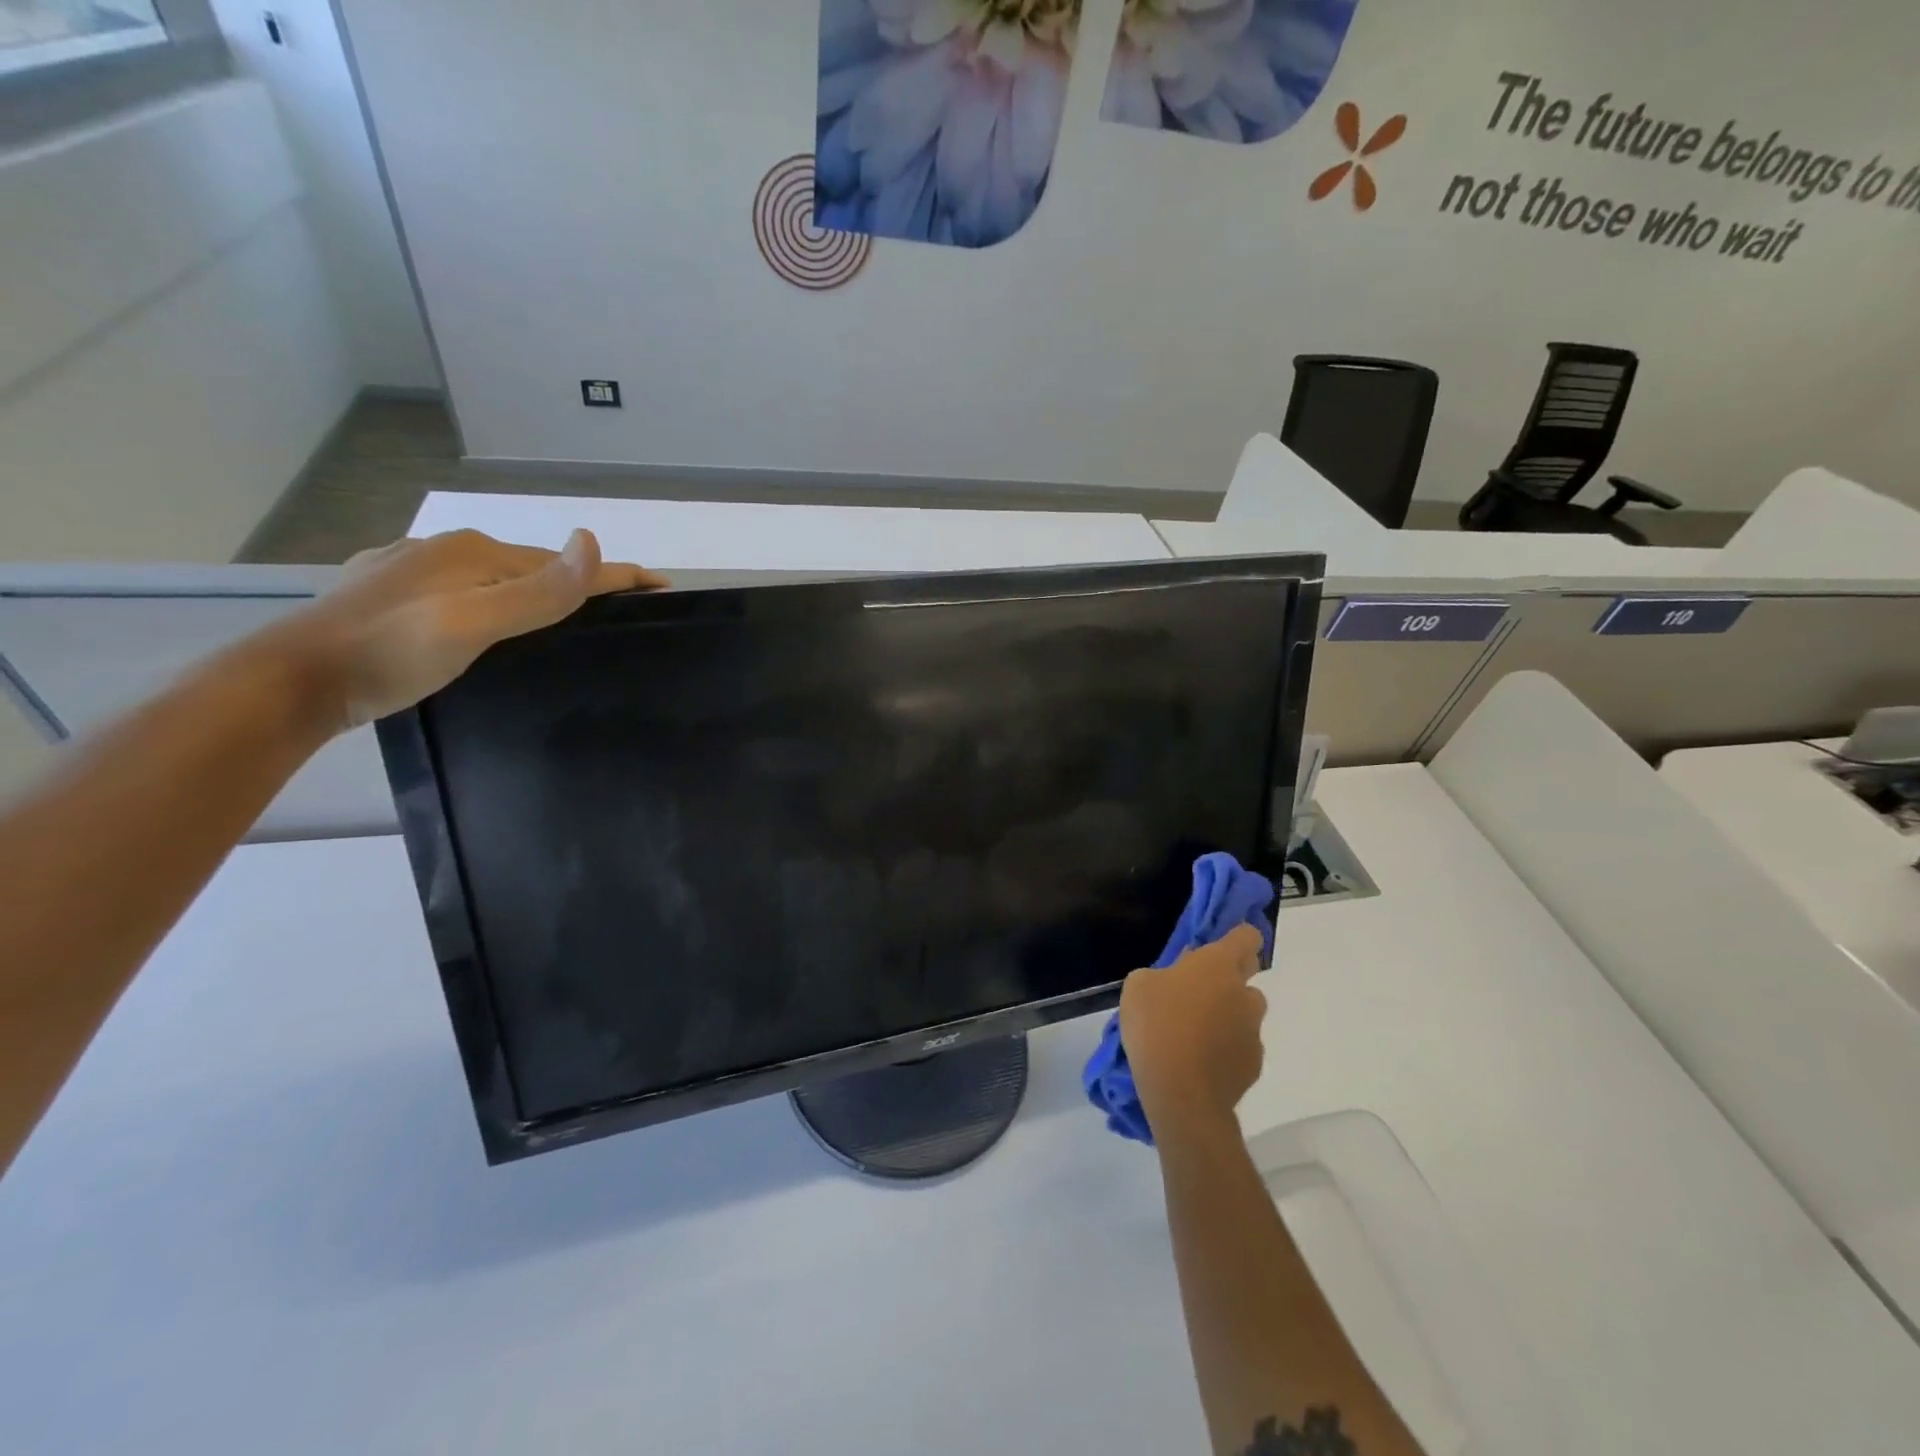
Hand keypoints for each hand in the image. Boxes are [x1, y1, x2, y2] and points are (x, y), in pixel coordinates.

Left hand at [282, 528, 666, 731]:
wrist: (291, 681)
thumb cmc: (390, 653)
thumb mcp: (473, 624)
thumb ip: (537, 591)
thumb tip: (592, 541)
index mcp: (473, 553)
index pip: (564, 564)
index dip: (616, 574)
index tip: (662, 585)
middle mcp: (445, 551)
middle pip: (531, 567)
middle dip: (578, 581)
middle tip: (620, 607)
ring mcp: (413, 570)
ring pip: (494, 579)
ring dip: (535, 591)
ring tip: (563, 616)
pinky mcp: (389, 593)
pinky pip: (463, 591)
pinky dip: (495, 600)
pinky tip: (488, 618)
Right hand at [1119, 925, 1267, 1132]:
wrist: (1181, 1094)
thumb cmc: (1156, 1025)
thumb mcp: (1139, 985)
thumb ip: (1163, 973)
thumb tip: (1177, 977)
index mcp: (1218, 965)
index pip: (1246, 936)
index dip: (1236, 936)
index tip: (1217, 946)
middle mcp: (1244, 993)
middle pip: (1248, 976)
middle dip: (1228, 979)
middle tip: (1196, 993)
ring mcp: (1253, 1031)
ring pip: (1244, 1014)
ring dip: (1227, 1016)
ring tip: (1195, 1034)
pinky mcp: (1254, 1064)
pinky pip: (1241, 1046)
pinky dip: (1226, 1048)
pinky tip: (1200, 1061)